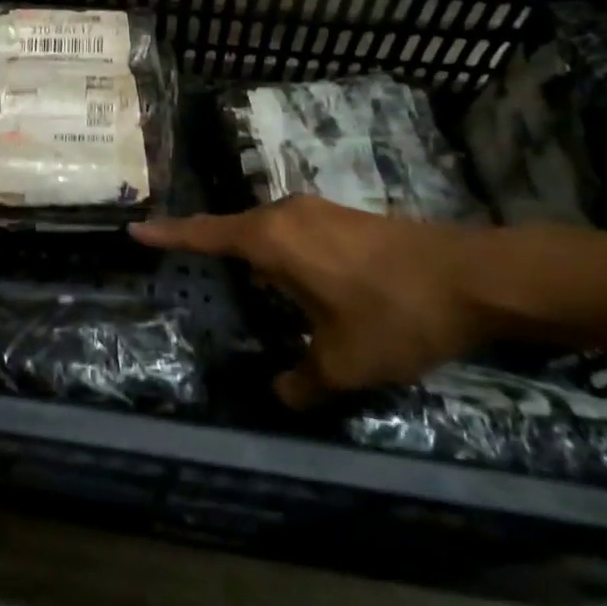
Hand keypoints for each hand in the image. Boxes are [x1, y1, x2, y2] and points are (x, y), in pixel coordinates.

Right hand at [132, 196, 486, 405]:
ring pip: (268, 232)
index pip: (206, 234)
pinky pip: (294, 232)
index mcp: (273, 240)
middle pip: (234, 230)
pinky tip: (300, 285)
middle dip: (210, 249)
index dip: (168, 235)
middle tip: (187, 267)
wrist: (472, 277)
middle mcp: (287, 214)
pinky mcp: (345, 217)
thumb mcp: (344, 363)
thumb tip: (279, 394)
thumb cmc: (394, 314)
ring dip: (252, 256)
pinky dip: (282, 254)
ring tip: (249, 290)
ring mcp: (318, 211)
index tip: (134, 230)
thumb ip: (302, 382)